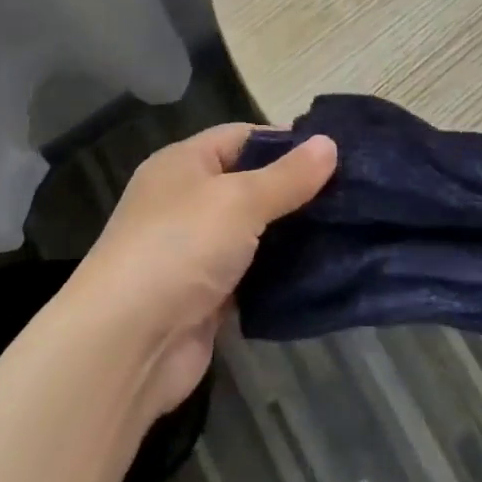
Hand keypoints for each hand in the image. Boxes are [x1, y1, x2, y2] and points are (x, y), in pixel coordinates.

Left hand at [66, 124, 336, 417]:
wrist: (127, 344)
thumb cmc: (180, 248)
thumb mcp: (238, 200)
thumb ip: (286, 176)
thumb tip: (328, 144)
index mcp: (183, 164)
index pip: (241, 136)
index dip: (286, 141)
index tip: (336, 152)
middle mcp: (186, 202)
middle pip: (250, 185)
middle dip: (297, 190)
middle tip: (354, 194)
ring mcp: (195, 252)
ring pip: (255, 233)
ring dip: (293, 235)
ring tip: (351, 229)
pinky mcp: (207, 297)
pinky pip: (252, 275)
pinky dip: (280, 274)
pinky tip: (323, 270)